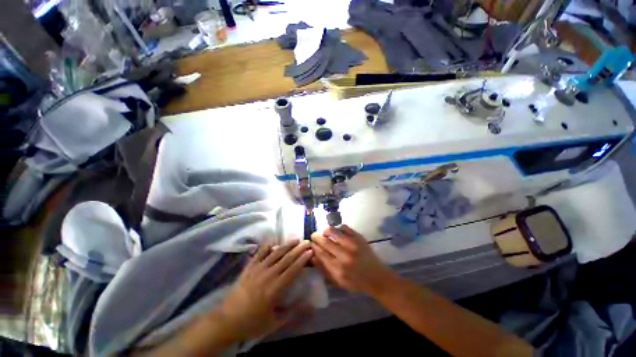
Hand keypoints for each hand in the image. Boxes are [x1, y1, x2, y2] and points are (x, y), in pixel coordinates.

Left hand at [218, 240, 312, 340]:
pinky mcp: (249, 268)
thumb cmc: (252, 323)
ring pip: (275, 253)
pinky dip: (267, 247)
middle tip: (307, 241)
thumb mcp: (275, 323)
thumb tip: (311, 305)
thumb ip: (293, 312)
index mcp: (275, 288)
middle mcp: (268, 275)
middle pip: (286, 258)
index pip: (293, 269)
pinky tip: (273, 243)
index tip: (311, 251)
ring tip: (295, 239)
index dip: (303, 259)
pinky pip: (259, 253)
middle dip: (298, 249)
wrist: (226, 321)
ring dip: (286, 245)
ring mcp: (257, 269)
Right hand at [311, 225, 394, 293]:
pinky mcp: (359, 237)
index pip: (320, 253)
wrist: (376, 277)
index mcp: (337, 268)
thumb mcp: (338, 281)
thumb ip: (324, 269)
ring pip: (333, 231)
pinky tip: (337, 232)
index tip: (310, 243)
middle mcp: (344, 255)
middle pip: (325, 241)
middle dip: (316, 237)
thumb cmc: (356, 282)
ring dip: (326, 231)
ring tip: (325, 233)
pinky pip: (344, 227)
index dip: (313, 246)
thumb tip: (312, 256)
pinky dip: (338, 228)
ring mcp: (352, 244)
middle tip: (314, 235)